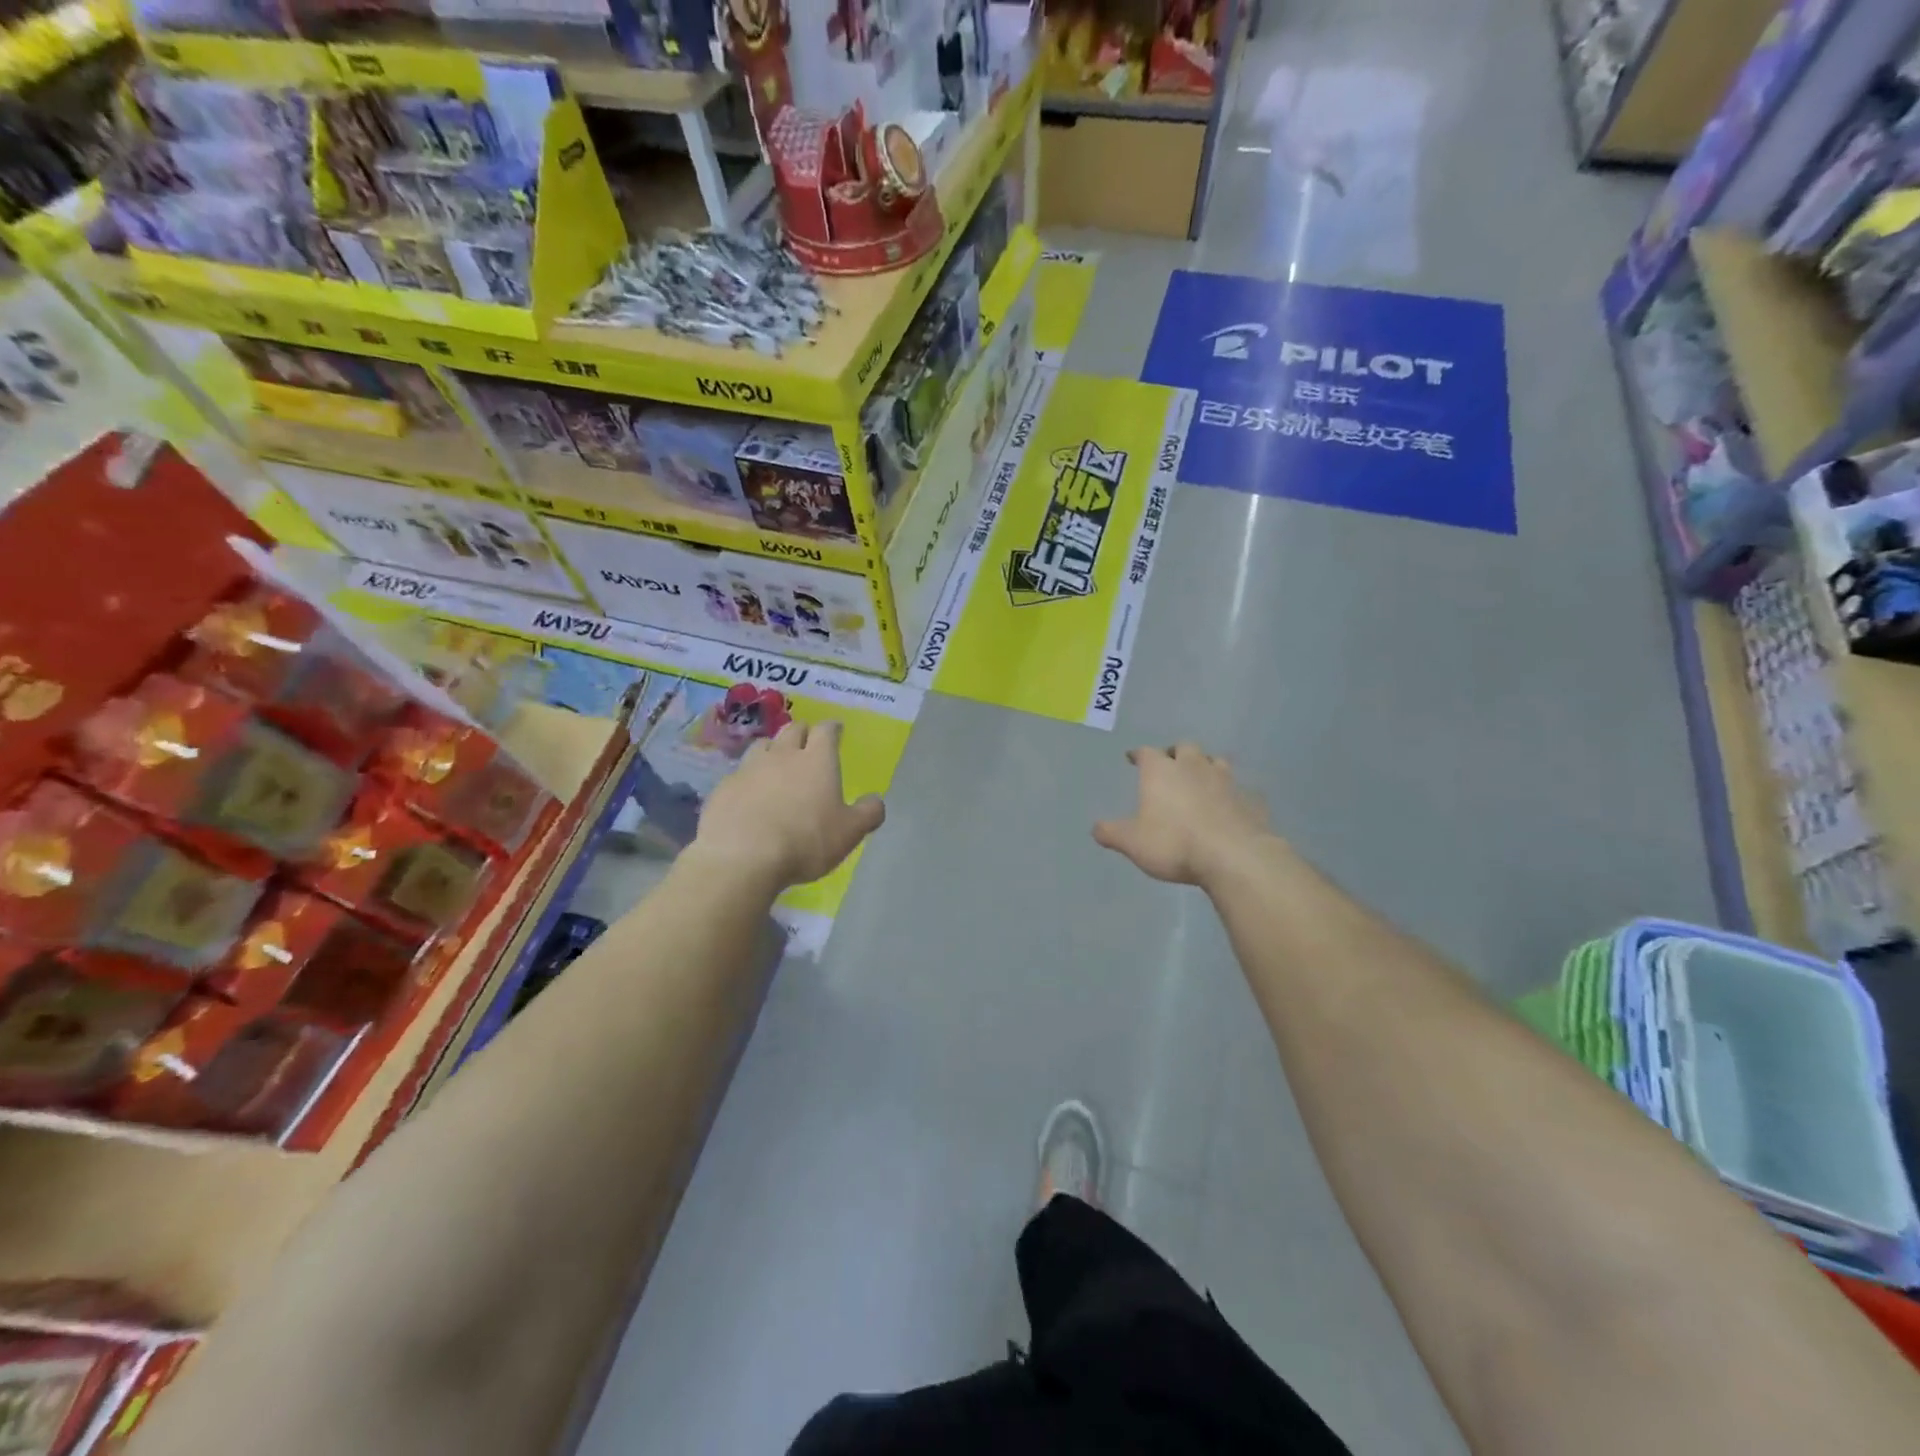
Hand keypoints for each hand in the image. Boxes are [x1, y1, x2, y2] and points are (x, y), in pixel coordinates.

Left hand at [692, 720, 884, 890]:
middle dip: (802, 733)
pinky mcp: (723, 788)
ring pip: (762, 746)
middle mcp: (782, 755)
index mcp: (817, 760)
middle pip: (792, 730)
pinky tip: (749, 796)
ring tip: (776, 764)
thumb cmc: (805, 841)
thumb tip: (876, 800)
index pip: (826, 731)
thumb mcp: (850, 833)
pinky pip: (739, 774)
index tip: (836, 730)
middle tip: (807, 744)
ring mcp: (749, 769)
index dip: (832, 729)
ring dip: (772, 750)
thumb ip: (868, 813)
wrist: (742, 857)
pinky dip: (748, 779)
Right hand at [1093, 743, 1271, 886]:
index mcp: (1161, 771)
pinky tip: (1231, 805)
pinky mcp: (1250, 799)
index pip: (1146, 752)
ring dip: (1207, 766)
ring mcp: (1226, 780)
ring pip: (1216, 761)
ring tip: (1201, 778)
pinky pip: (1241, 789)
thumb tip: (1096, 828)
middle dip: (1175, 753)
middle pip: (1185, 747)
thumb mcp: (1133, 843)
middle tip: (1170, 764)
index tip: (1133, 758)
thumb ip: (1112, 833)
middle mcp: (1193, 767)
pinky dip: (1233, 793)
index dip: (1139, 754)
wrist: (1234, 856)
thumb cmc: (1174, 844)